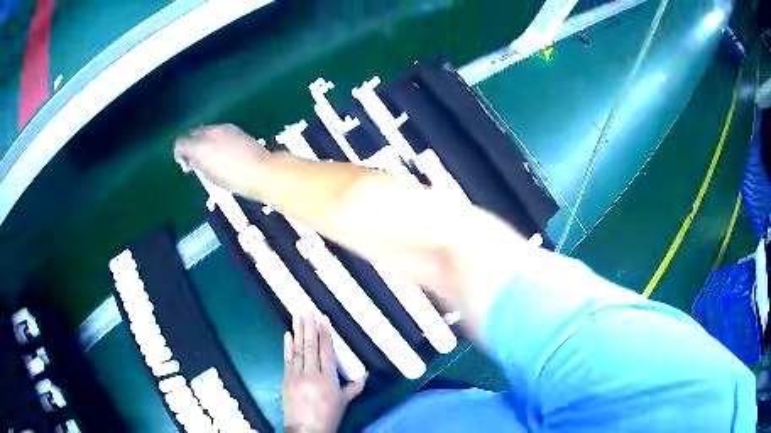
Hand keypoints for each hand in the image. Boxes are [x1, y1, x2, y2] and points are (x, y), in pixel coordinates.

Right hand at [173, 124, 269, 192]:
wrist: (262, 170)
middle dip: (190, 144)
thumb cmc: (234, 179)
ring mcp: (223, 128)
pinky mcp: (234, 128)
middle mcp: (209, 132)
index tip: (183, 163)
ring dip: (202, 140)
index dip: (179, 152)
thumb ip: (197, 164)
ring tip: (208, 156)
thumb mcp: (210, 176)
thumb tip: (191, 159)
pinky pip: (217, 131)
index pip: (181, 142)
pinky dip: (214, 138)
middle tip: (193, 160)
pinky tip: (220, 150)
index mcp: (200, 146)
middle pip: (192, 133)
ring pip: (205, 130)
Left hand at [283, 314, 365, 432]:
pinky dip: (287, 346)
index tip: (323, 318)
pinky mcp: (286, 378)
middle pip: (310, 346)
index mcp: (328, 378)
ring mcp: (296, 375)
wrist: (305, 429)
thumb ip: (354, 387)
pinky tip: (287, 334)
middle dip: (308, 326)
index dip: (325, 334)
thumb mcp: (344, 402)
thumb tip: (366, 374)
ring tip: (297, 315)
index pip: (326, 351)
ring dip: (297, 331)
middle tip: (307, 309)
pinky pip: (287, 359)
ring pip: (297, 349)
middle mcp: (311, 373)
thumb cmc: (328, 415)